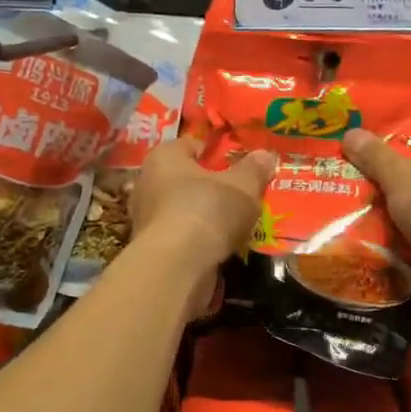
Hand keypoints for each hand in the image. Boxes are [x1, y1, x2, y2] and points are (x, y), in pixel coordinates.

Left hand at [130, 136, 274, 282]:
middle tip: (239, 193)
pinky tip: (220, 245)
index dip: (216, 152)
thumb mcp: (243, 186)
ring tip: (234, 222)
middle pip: (186, 177)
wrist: (175, 266)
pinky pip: (181, 233)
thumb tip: (264, 155)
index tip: (238, 164)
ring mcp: (146, 217)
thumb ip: (254, 169)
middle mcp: (148, 182)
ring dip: (205, 214)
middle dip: (210, 185)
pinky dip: (198, 237)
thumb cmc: (207, 210)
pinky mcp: (152, 247)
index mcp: (164, 156)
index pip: (191, 145)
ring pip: (183, 207)